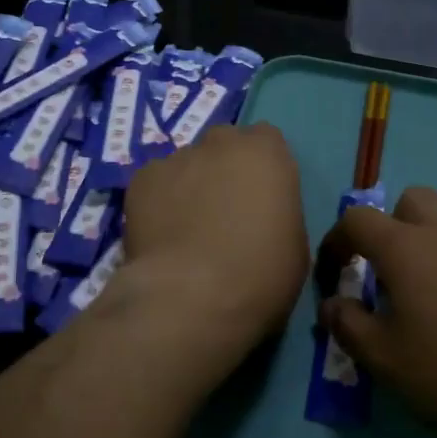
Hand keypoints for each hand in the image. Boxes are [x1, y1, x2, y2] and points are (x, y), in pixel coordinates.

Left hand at [109, 124, 308, 369]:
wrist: (190, 298)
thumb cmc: (259, 276)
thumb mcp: (294, 245)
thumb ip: (279, 212)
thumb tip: (262, 216)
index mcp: (265, 153)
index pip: (266, 140)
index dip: (262, 167)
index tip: (261, 195)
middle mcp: (221, 143)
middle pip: (224, 144)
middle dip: (225, 168)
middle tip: (224, 209)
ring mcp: (177, 158)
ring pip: (187, 163)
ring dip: (191, 184)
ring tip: (186, 227)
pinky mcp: (142, 179)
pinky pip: (156, 183)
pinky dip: (159, 200)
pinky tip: (161, 233)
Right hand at [318, 186, 436, 437]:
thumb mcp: (388, 362)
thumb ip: (349, 327)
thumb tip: (332, 304)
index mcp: (405, 247)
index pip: (355, 221)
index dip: (336, 242)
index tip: (333, 275)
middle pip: (409, 202)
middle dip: (391, 227)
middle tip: (390, 274)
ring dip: (430, 246)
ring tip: (433, 298)